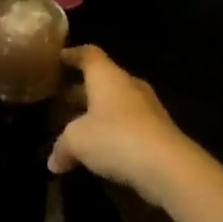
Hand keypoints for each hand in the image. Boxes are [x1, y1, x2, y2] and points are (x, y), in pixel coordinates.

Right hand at [49, 45, 192, 202]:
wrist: (168, 167)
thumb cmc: (115, 138)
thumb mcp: (76, 141)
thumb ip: (61, 147)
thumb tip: (54, 162)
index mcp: (107, 77)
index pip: (88, 54)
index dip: (71, 55)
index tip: (56, 59)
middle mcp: (128, 86)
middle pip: (102, 80)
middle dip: (80, 89)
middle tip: (59, 98)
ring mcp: (147, 109)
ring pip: (115, 104)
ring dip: (97, 114)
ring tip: (76, 127)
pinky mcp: (158, 132)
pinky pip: (128, 125)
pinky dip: (112, 133)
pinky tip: (99, 150)